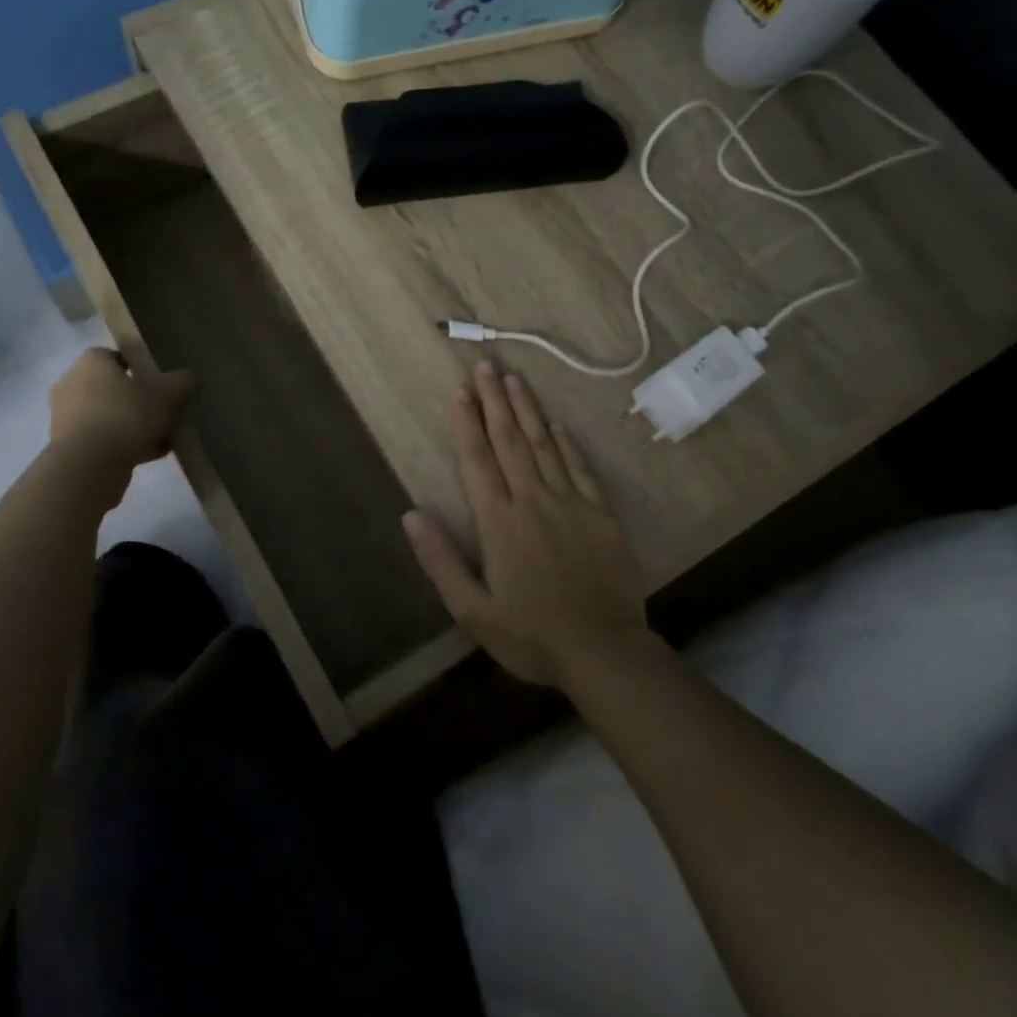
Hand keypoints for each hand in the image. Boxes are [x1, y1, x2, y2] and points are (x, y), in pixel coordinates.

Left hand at [48, 348, 195, 469]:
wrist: (88, 467)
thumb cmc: (126, 417)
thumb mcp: (167, 395)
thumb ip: (183, 381)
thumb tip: (191, 377)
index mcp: (91, 362)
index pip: (118, 355)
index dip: (142, 366)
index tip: (161, 382)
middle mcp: (72, 384)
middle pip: (115, 387)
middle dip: (140, 399)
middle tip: (165, 411)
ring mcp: (66, 417)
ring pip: (110, 415)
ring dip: (134, 425)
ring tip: (163, 438)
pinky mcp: (68, 446)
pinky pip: (103, 439)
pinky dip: (124, 444)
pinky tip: (151, 455)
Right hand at [403, 360, 651, 688]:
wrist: (605, 652)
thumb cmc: (531, 635)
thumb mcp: (473, 610)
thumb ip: (441, 561)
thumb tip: (410, 515)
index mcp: (499, 522)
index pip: (477, 461)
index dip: (465, 423)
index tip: (458, 390)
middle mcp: (533, 502)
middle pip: (510, 441)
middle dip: (494, 400)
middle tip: (485, 364)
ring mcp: (571, 504)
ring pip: (545, 446)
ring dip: (527, 410)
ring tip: (514, 378)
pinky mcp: (601, 515)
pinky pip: (580, 469)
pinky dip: (567, 444)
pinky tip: (558, 424)